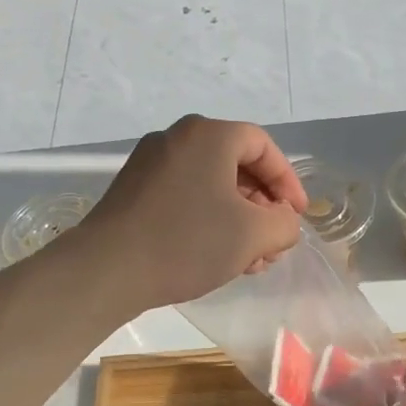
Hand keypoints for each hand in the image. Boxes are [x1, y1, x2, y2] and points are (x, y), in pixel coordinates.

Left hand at [76, 116, 307, 311]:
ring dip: (238, 220)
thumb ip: (284, 224)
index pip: (263, 147)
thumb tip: (283, 221)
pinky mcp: (133, 191)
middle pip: (236, 166)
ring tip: (249, 260)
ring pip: (210, 185)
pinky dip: (208, 220)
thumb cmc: (187, 242)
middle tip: (273, 243)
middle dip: (262, 208)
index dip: (288, 182)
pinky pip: (185, 196)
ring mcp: (150, 164)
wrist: (107, 269)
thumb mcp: (252, 235)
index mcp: (208, 136)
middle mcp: (176, 138)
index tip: (297, 217)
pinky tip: (216, 256)